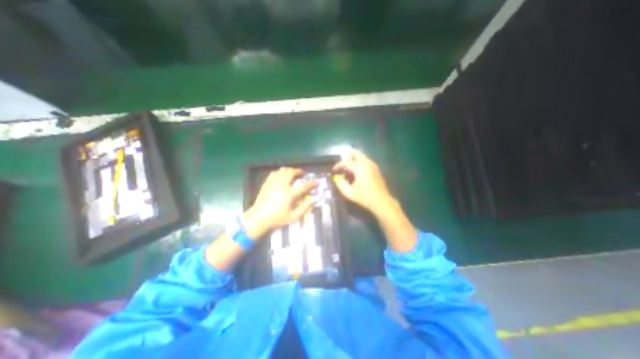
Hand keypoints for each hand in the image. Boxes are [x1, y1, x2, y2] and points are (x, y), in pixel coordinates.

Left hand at [243, 168, 316, 241]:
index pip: (304, 186)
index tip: (317, 182)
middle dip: (299, 171)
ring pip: (282, 171)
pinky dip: (280, 172)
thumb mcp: (294, 217)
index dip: (312, 184)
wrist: (258, 219)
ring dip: (289, 170)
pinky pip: (274, 173)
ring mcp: (273, 183)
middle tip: (302, 174)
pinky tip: (281, 176)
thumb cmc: (277, 219)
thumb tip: (313, 200)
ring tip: (293, 173)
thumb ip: (305, 208)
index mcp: (290, 194)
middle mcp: (282, 186)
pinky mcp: (267, 184)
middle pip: (291, 173)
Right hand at [332, 150, 417, 252]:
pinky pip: (365, 161)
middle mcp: (367, 163)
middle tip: (341, 163)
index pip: (346, 161)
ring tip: (347, 168)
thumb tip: (336, 178)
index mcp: (360, 167)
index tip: (334, 170)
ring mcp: (373, 165)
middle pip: (356, 153)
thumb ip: (340, 183)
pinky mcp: (376, 169)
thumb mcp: (349, 192)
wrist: (381, 201)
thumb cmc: (364, 197)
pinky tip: (356, 172)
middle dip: (347, 156)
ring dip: (353, 160)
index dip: (338, 165)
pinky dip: (359, 163)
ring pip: (361, 156)